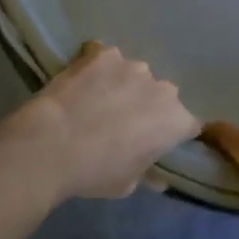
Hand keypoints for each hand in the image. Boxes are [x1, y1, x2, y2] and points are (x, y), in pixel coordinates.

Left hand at [14, 43, 199, 200]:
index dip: (173, 134)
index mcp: (175, 121)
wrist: (50, 145)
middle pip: (162, 96)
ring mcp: (132, 66)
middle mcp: (162, 88)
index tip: (156, 142)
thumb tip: (157, 178)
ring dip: (123, 85)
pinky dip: (97, 66)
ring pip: (134, 75)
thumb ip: (147, 174)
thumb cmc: (95, 172)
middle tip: (123, 121)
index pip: (188, 125)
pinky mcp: (103, 53)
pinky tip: (81, 80)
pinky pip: (105, 57)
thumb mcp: (127, 184)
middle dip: (148, 106)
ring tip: (98, 99)